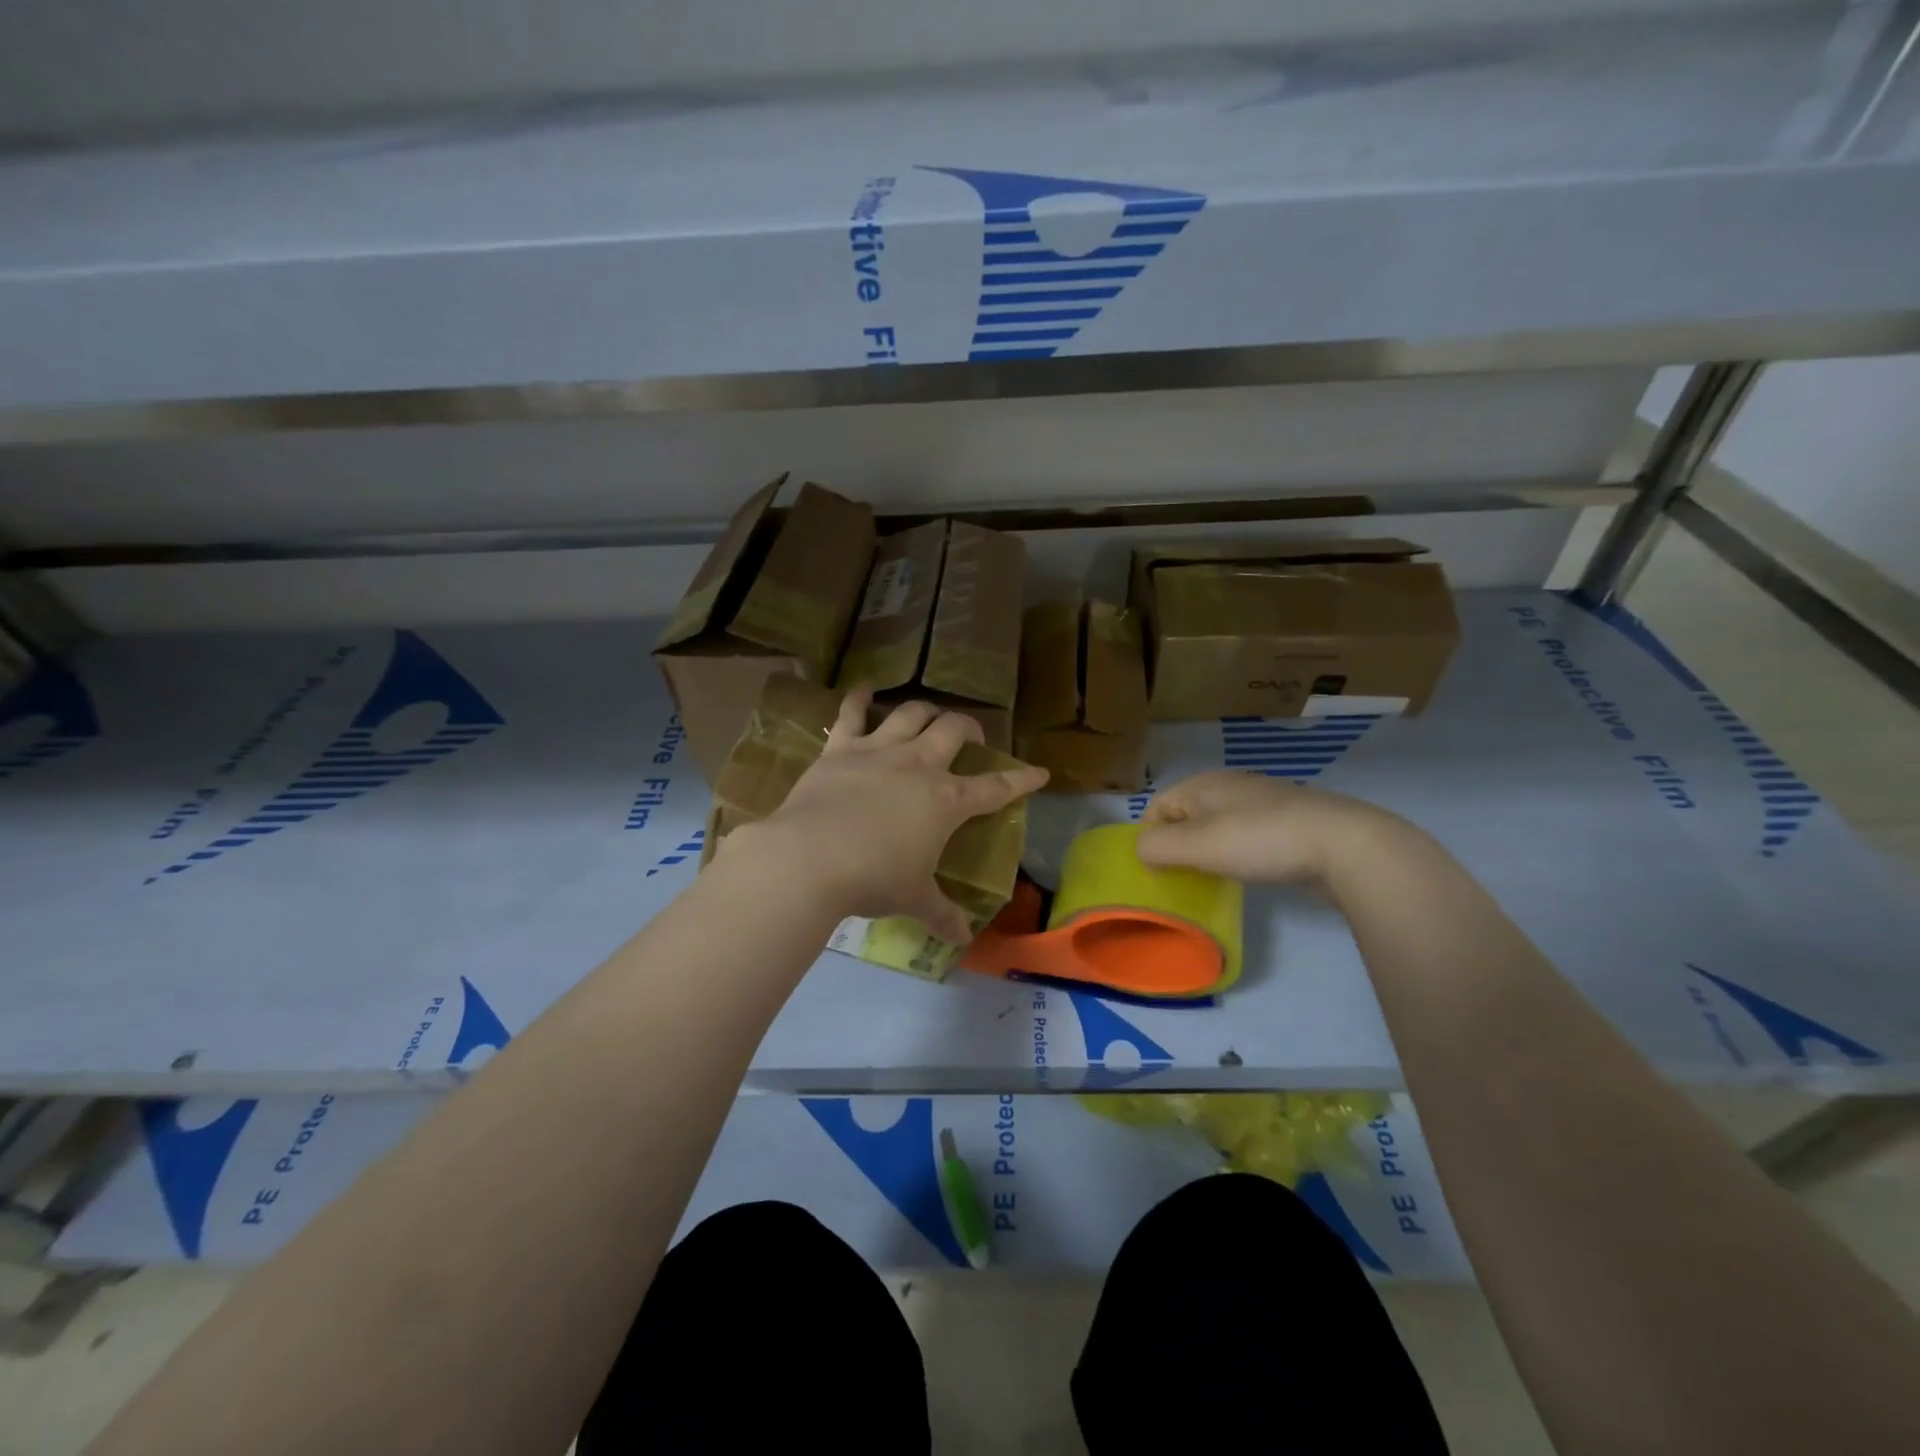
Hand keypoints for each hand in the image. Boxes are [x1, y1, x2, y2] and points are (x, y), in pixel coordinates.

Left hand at [729, 688, 1048, 942]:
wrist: (811, 857)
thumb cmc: (873, 878)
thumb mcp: (914, 898)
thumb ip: (942, 914)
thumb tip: (963, 939)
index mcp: (946, 800)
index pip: (996, 787)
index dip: (1021, 779)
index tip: (1039, 772)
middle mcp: (919, 765)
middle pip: (953, 730)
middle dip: (968, 728)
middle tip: (969, 734)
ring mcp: (879, 750)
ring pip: (912, 713)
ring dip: (925, 709)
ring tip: (930, 712)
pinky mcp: (841, 748)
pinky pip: (851, 713)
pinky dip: (859, 698)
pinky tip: (864, 689)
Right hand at [1134, 771, 1408, 887]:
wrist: (1342, 844)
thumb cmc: (1259, 840)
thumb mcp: (1196, 845)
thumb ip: (1157, 846)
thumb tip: (1141, 851)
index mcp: (1203, 784)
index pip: (1157, 806)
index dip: (1149, 838)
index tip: (1156, 871)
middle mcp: (1229, 785)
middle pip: (1187, 815)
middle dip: (1178, 845)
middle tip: (1181, 878)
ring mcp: (1262, 800)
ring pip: (1218, 825)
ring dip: (1208, 851)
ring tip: (1213, 878)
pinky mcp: (1288, 820)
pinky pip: (1247, 834)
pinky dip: (1238, 852)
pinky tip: (1249, 871)